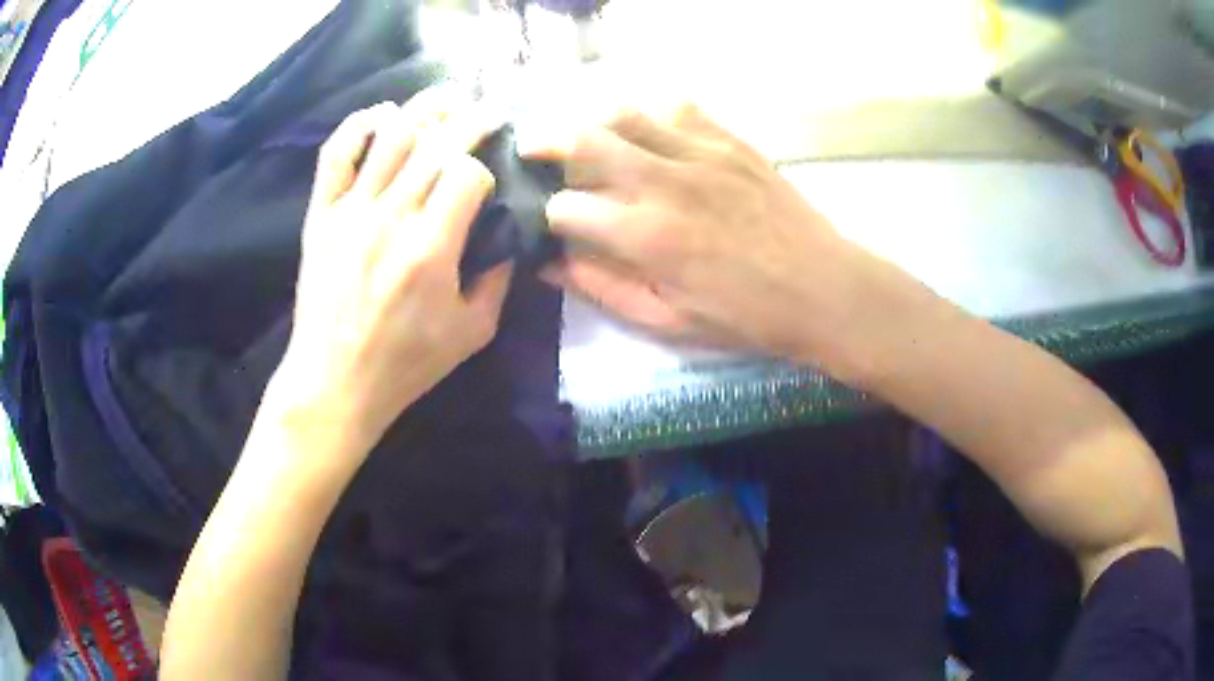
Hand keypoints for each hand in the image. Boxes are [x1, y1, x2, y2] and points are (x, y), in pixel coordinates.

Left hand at [266, 88, 510, 461]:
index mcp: (430, 249)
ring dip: (424, 108)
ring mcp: (349, 212)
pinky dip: (358, 124)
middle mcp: (390, 218)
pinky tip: (381, 115)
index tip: (491, 177)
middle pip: (435, 142)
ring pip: (390, 135)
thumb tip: (509, 235)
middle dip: (470, 118)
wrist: (333, 382)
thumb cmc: (405, 365)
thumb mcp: (473, 333)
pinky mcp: (320, 215)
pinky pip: (335, 154)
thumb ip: (498, 279)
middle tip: (489, 109)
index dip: (486, 167)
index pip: (467, 173)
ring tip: (447, 98)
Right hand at [525, 105, 870, 364]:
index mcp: (644, 236)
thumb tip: (549, 264)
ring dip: (594, 122)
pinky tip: (652, 134)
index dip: (548, 214)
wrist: (822, 289)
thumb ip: (602, 288)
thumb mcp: (667, 320)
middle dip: (545, 144)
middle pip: (582, 140)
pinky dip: (652, 116)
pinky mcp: (730, 140)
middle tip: (532, 150)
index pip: (564, 206)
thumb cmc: (745, 317)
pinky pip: (677, 108)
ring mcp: (699, 153)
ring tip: (589, 136)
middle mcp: (663, 182)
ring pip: (624, 113)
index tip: (551, 222)